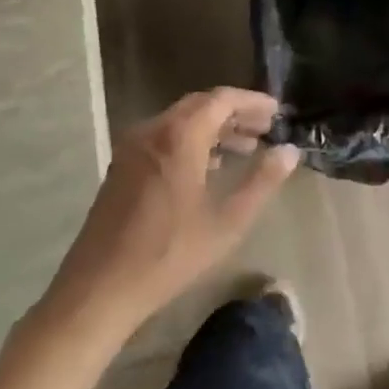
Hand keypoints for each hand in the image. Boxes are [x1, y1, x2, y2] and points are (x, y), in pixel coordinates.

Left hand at [40, 89, 298, 339]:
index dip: (252, 101)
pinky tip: (211, 166)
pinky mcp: (123, 167)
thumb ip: (262, 181)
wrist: (99, 288)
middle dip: (235, 113)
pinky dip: (192, 140)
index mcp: (179, 137)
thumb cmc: (169, 254)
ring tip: (247, 146)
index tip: (278, 112)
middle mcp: (153, 131)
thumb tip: (289, 151)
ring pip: (181, 122)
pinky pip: (164, 138)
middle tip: (266, 128)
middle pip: (200, 106)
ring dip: (215, 127)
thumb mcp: (228, 221)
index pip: (221, 99)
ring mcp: (133, 148)